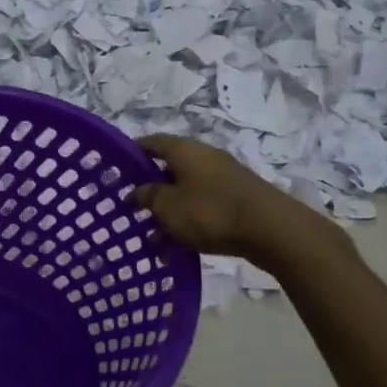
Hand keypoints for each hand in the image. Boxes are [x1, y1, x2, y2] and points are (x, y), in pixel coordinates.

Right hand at [132, 135, 341, 264]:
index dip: (132, 154)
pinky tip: (179, 244)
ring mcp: (223, 176)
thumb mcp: (167, 207)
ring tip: (153, 236)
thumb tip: (136, 190)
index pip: (151, 142)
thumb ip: (147, 197)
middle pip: (169, 167)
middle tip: (132, 208)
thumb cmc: (209, 211)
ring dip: (169, 210)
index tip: (116, 170)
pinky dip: (188, 219)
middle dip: (150, 188)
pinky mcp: (237, 197)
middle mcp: (204, 156)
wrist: (270, 229)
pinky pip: (203, 204)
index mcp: (184, 150)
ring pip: (186, 190)